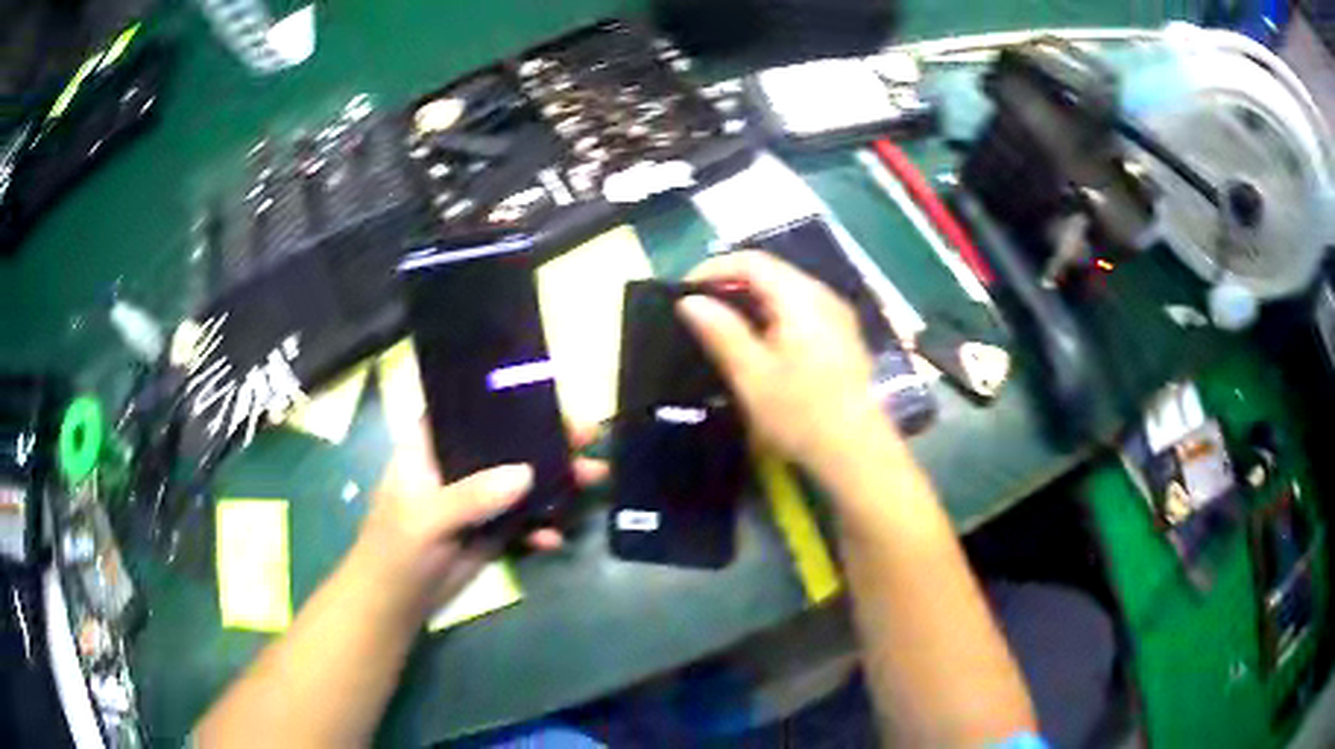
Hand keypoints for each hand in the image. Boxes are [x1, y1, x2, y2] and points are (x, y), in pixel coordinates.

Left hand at [353, 421, 606, 614]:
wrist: (395, 604)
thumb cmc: (396, 550)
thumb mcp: (427, 518)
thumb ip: (472, 496)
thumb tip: (528, 474)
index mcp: (431, 447)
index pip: (469, 411)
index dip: (505, 399)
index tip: (547, 395)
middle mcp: (457, 467)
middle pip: (507, 444)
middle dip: (547, 440)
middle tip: (589, 436)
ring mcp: (477, 501)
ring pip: (522, 482)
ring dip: (557, 482)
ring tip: (595, 478)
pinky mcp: (490, 532)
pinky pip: (524, 521)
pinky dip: (541, 527)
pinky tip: (554, 539)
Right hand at [677, 251, 888, 472]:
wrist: (857, 451)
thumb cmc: (801, 413)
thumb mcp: (751, 375)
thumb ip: (721, 331)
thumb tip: (691, 301)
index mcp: (800, 297)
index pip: (751, 262)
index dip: (713, 268)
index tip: (684, 291)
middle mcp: (823, 295)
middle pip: (772, 272)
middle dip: (732, 283)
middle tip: (700, 308)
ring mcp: (837, 316)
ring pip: (787, 291)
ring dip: (752, 300)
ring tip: (723, 324)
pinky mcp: (843, 337)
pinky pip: (801, 309)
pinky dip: (773, 314)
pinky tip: (759, 342)